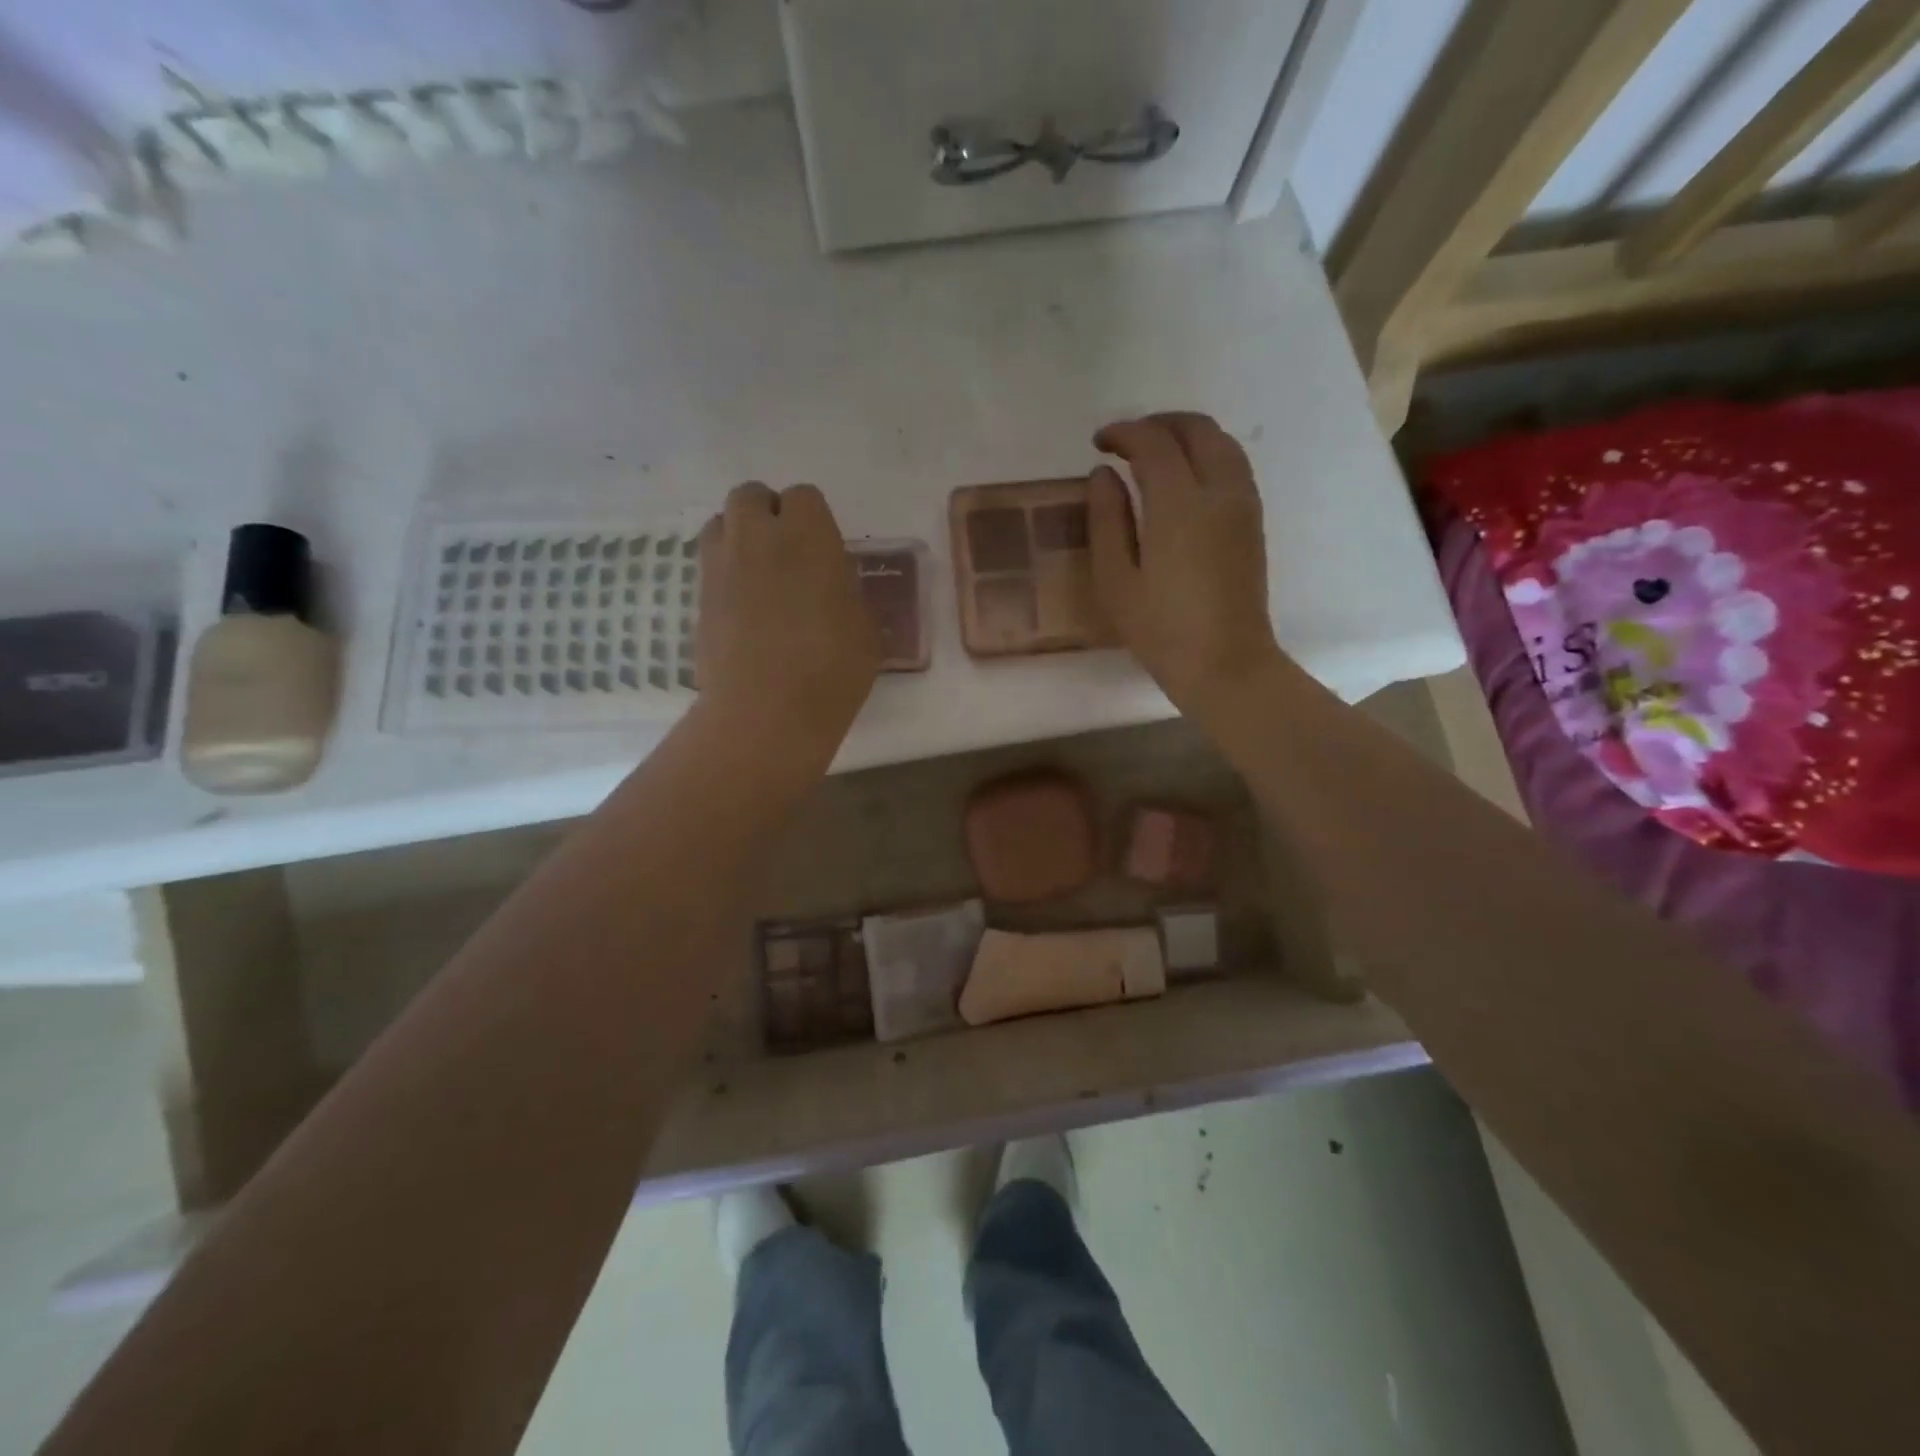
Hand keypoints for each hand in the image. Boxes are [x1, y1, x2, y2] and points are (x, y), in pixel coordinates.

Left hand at [696, 483, 880, 754]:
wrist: (767, 711)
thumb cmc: (832, 668)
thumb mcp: (865, 627)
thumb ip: (848, 592)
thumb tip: (834, 586)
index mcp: (808, 535)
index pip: (803, 496)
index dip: (813, 518)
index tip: (823, 549)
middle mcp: (757, 536)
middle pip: (750, 496)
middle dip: (767, 513)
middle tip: (787, 551)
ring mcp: (720, 565)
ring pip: (720, 523)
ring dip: (738, 535)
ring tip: (759, 572)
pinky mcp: (699, 597)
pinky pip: (709, 565)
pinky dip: (724, 572)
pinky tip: (743, 606)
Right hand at [1089, 413, 1283, 720]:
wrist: (1226, 664)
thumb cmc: (1162, 630)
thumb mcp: (1116, 581)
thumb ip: (1106, 520)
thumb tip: (1103, 476)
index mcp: (1180, 505)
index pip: (1153, 443)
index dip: (1123, 433)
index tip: (1098, 443)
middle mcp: (1219, 491)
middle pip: (1196, 429)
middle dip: (1158, 424)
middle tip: (1125, 442)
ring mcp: (1243, 504)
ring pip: (1221, 442)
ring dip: (1186, 435)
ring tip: (1152, 456)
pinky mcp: (1253, 521)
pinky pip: (1232, 465)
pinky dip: (1205, 454)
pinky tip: (1182, 480)